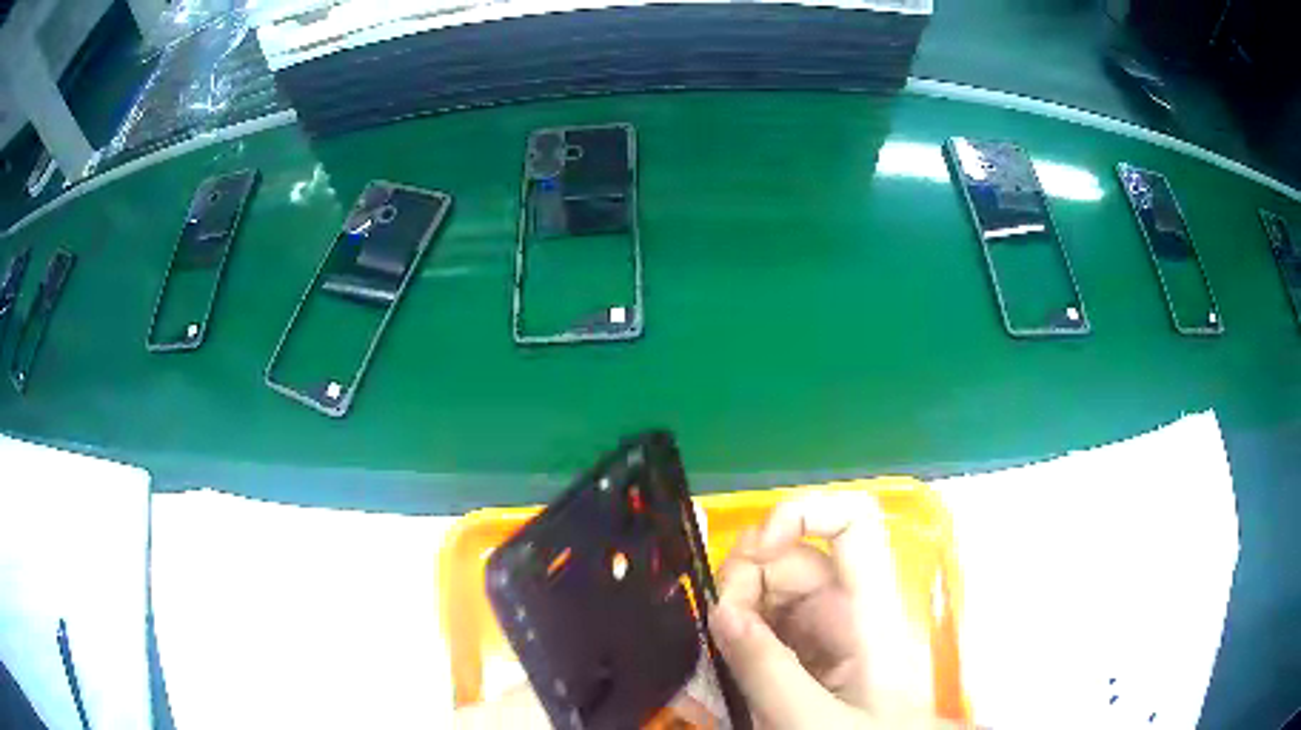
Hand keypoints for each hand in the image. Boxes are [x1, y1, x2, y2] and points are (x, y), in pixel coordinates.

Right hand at [709, 492, 951, 728]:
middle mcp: (847, 611)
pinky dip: (735, 639)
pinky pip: (762, 629)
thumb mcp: (813, 719)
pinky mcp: (803, 659)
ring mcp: (823, 636)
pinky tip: (717, 669)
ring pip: (770, 593)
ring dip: (733, 613)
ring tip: (713, 658)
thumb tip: (720, 610)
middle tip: (717, 630)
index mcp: (868, 612)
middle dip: (745, 580)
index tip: (752, 553)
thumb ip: (767, 669)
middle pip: (793, 559)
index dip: (802, 515)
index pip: (852, 524)